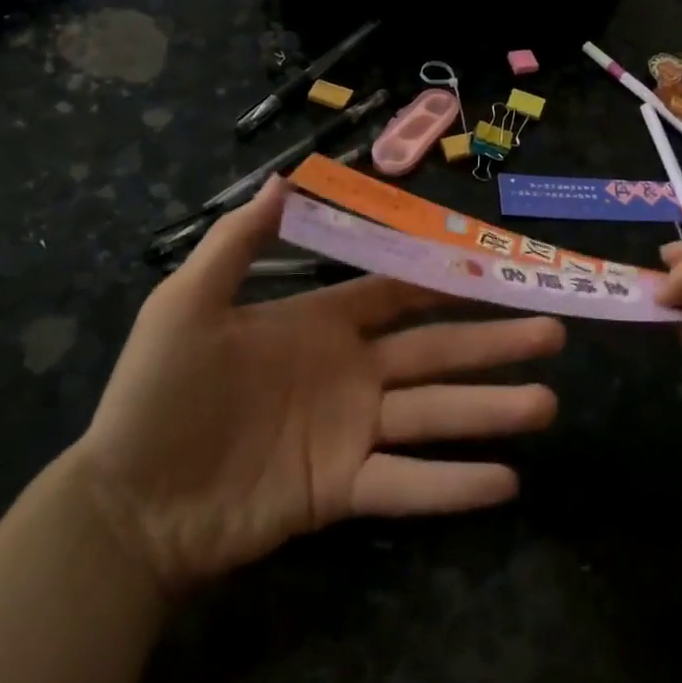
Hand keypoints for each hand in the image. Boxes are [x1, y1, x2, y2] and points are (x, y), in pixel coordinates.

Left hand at [71, 180, 563, 595]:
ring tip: (548, 404)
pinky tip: (507, 481)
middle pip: (436, 351)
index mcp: (322, 326)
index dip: (447, 283)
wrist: (127, 504)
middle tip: (554, 332)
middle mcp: (351, 374)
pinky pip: (408, 485)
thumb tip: (283, 178)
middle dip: (494, 342)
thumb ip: (239, 244)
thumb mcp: (187, 304)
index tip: (498, 271)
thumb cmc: (158, 395)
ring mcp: (352, 434)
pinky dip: (455, 485)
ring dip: (492, 410)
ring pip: (436, 416)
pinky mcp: (343, 491)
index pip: (399, 294)